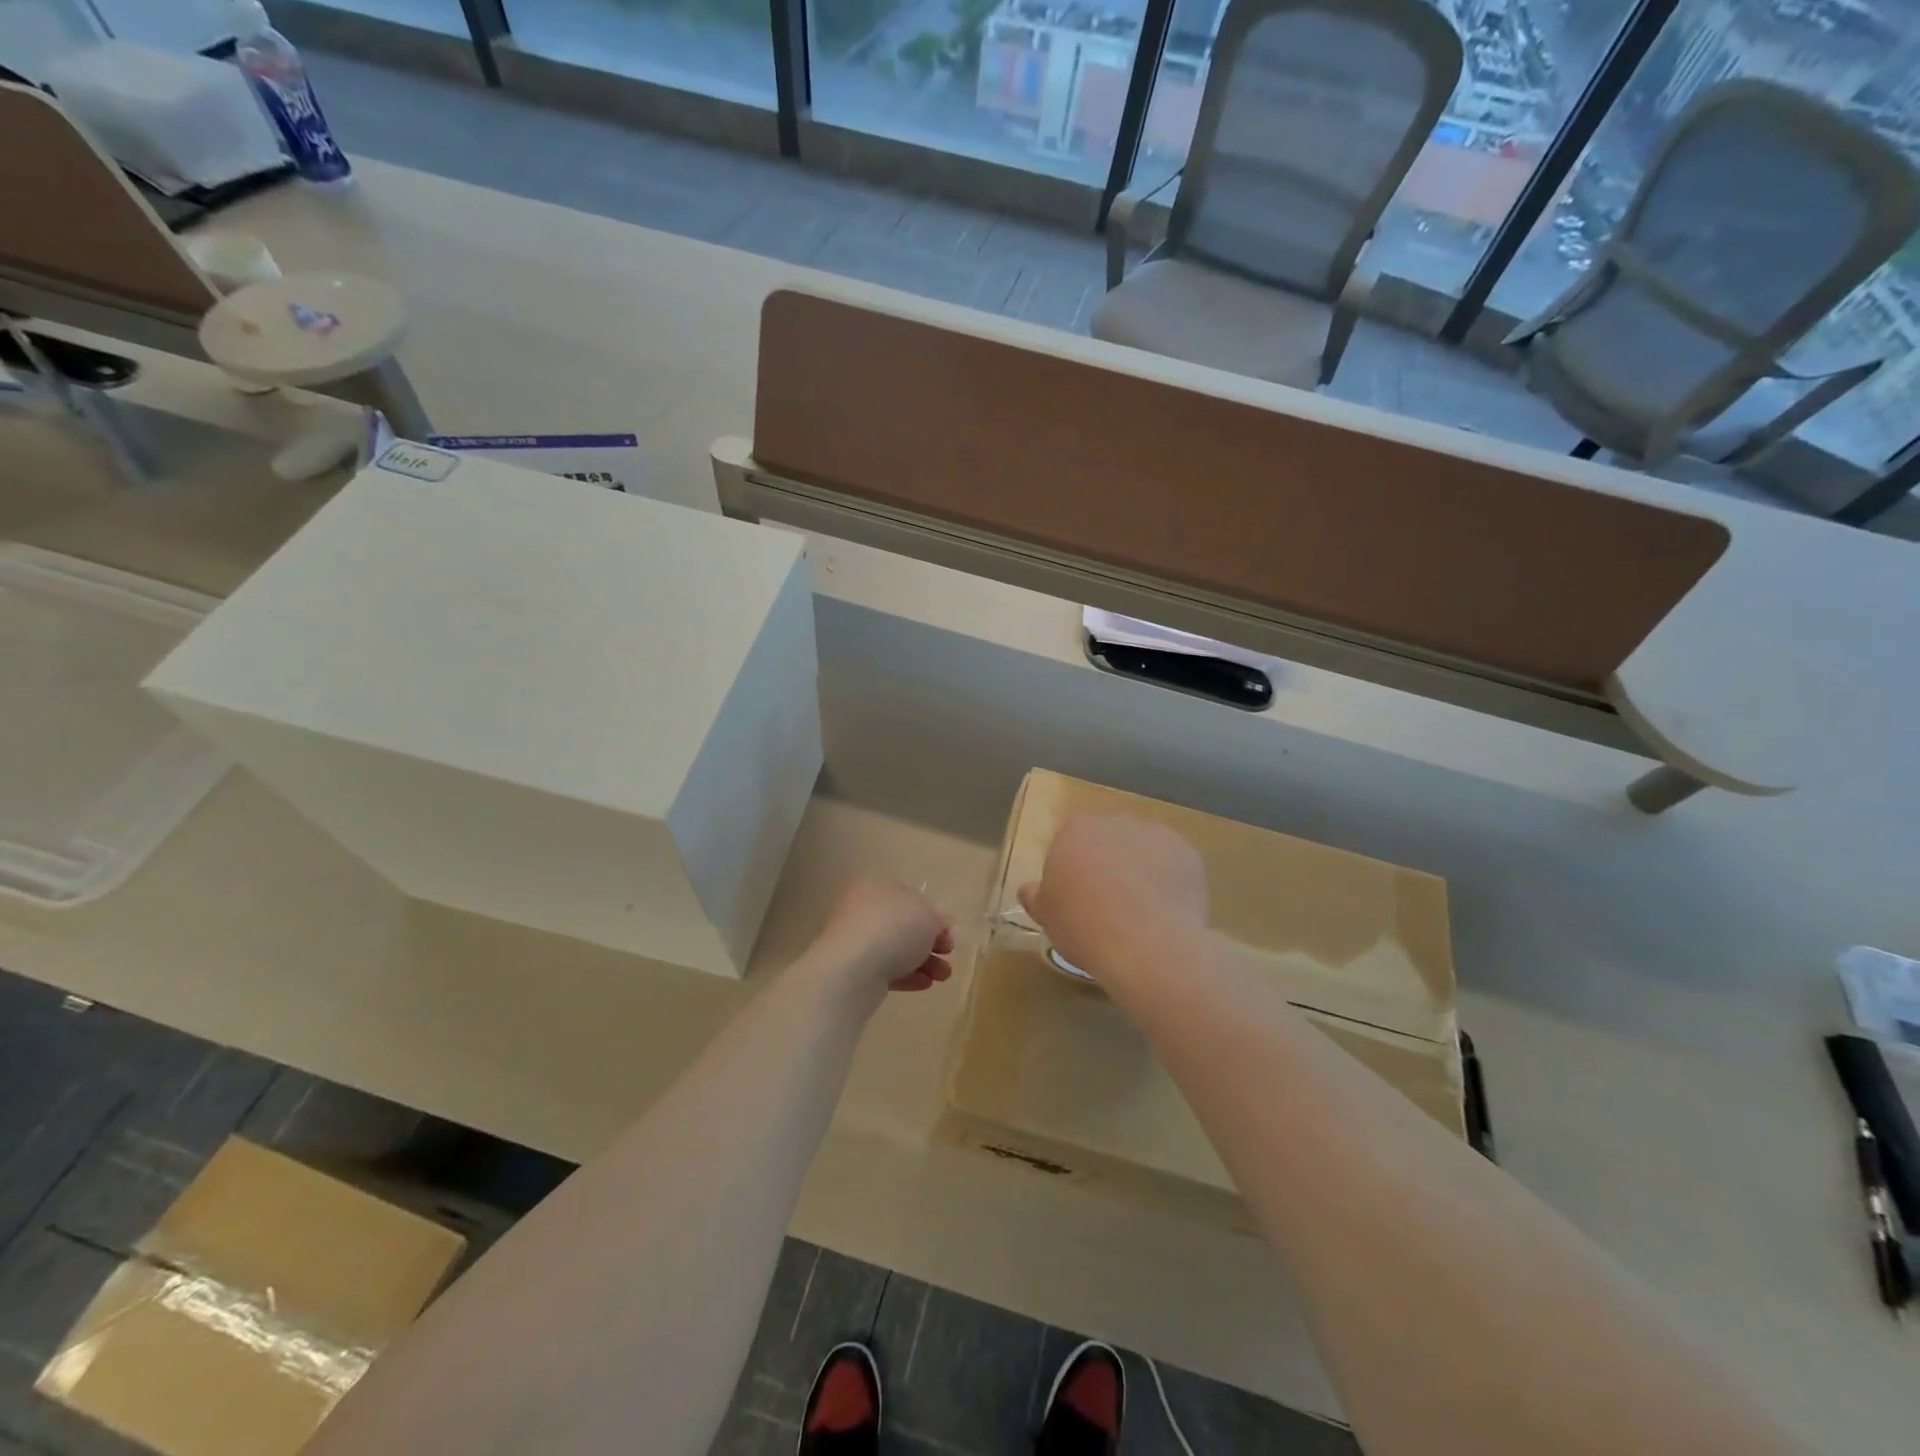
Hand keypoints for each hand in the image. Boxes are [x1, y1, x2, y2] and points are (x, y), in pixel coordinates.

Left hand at [806, 878, 954, 1001]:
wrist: (854, 968)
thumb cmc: (893, 928)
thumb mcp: (928, 915)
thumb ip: (938, 918)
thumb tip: (940, 924)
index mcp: (876, 886)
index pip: (909, 897)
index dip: (933, 914)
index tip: (948, 932)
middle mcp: (862, 909)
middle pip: (903, 925)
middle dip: (930, 942)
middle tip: (948, 953)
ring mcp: (855, 940)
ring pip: (896, 949)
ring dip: (924, 962)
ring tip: (943, 976)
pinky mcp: (853, 970)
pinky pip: (884, 970)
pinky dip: (906, 975)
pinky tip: (925, 984)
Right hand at [1018, 814, 1207, 985]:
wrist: (1148, 944)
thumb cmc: (1085, 926)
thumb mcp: (1047, 916)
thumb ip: (1036, 896)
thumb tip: (1029, 889)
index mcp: (1075, 830)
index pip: (1069, 842)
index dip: (1072, 869)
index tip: (1076, 898)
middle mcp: (1114, 822)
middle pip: (1107, 840)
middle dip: (1108, 863)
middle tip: (1108, 903)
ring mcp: (1154, 833)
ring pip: (1142, 849)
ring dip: (1140, 869)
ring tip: (1142, 911)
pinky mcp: (1187, 852)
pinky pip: (1172, 864)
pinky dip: (1169, 880)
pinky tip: (1166, 910)